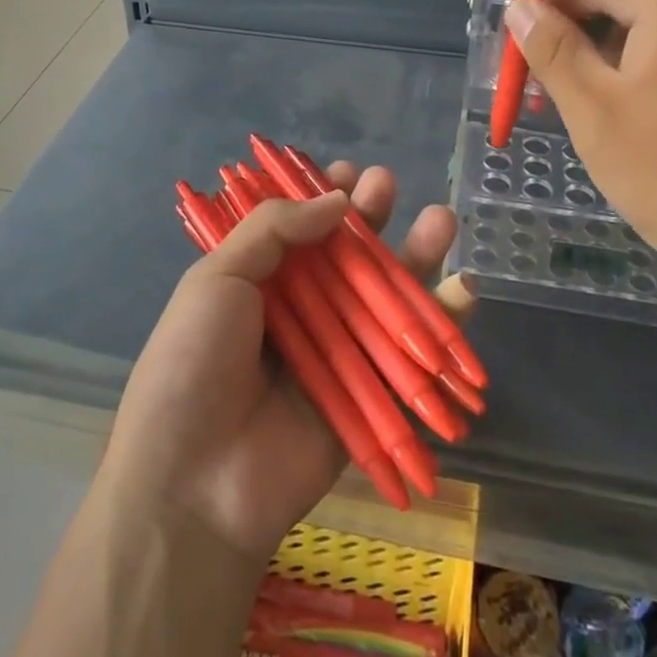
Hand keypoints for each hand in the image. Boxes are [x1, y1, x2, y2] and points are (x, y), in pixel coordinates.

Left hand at [102, 162, 457, 564]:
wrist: (194, 482)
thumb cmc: (193, 363)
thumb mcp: (217, 277)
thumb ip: (274, 229)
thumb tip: (336, 198)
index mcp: (256, 283)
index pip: (297, 229)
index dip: (322, 199)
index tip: (349, 174)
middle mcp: (298, 313)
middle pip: (345, 257)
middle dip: (370, 218)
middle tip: (389, 184)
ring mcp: (335, 354)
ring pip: (384, 298)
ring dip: (415, 258)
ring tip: (443, 219)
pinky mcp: (368, 397)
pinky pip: (409, 356)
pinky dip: (442, 324)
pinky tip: (463, 287)